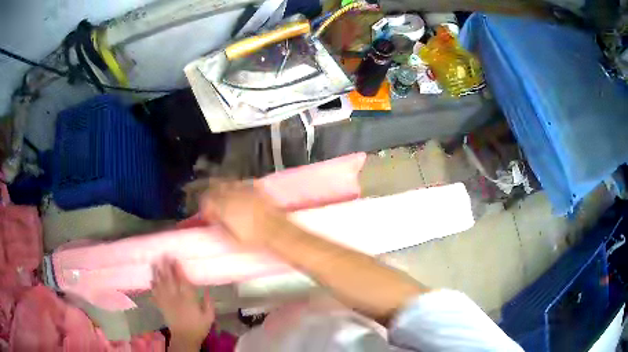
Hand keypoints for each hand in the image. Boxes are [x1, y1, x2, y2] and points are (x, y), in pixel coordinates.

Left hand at [151, 257, 214, 347]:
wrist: (185, 337)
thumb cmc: (198, 327)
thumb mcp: (208, 316)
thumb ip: (208, 303)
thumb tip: (208, 290)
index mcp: (188, 299)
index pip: (181, 280)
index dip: (177, 269)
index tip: (174, 259)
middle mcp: (175, 297)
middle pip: (169, 279)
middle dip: (165, 267)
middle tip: (162, 256)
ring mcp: (167, 301)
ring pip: (160, 285)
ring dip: (157, 273)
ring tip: (154, 263)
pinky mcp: (162, 306)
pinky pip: (155, 295)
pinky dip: (153, 287)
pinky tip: (151, 281)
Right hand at [200, 181, 287, 245]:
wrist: (276, 230)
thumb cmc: (254, 238)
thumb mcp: (232, 238)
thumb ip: (220, 226)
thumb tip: (215, 220)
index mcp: (224, 207)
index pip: (208, 200)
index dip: (205, 207)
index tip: (208, 215)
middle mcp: (232, 195)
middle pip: (215, 188)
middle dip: (212, 196)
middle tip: (213, 205)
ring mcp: (245, 189)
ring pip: (228, 183)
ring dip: (223, 190)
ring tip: (225, 198)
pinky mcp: (256, 188)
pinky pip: (242, 183)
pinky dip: (238, 187)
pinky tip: (239, 194)